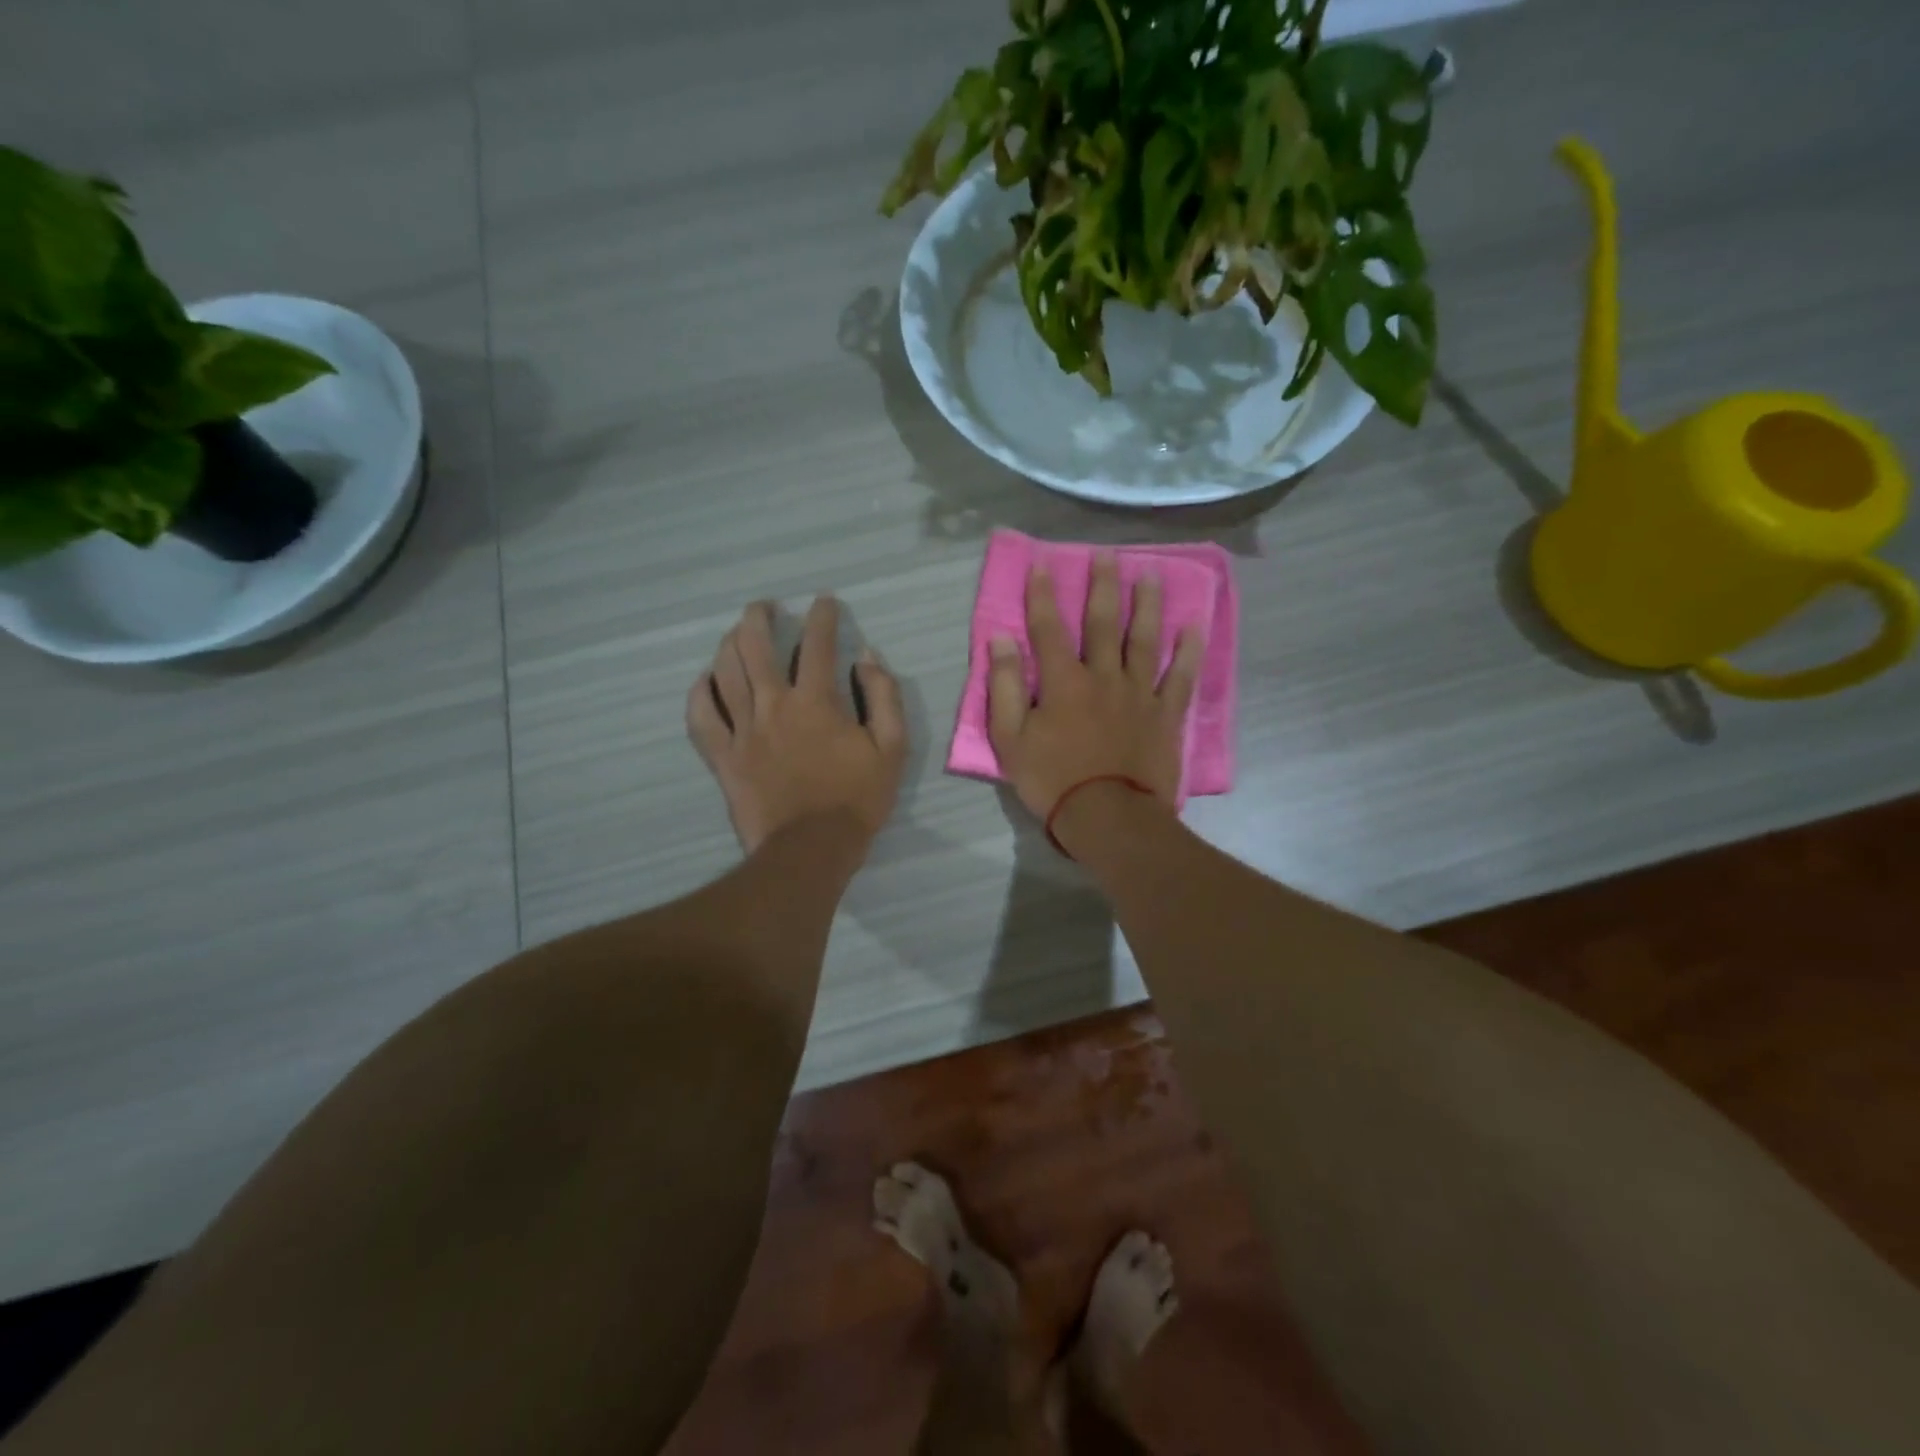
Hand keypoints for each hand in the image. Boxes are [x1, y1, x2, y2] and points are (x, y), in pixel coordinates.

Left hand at [687, 597, 906, 854]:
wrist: (811, 850)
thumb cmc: (856, 799)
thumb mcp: (891, 748)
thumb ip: (883, 697)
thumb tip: (867, 657)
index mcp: (816, 702)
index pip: (817, 644)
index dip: (821, 616)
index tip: (823, 602)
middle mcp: (773, 705)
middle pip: (756, 647)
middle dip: (759, 618)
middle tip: (764, 607)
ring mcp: (742, 730)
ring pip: (725, 672)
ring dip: (729, 644)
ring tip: (737, 632)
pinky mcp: (723, 757)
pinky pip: (701, 717)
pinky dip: (700, 692)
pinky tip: (706, 679)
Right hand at [987, 552, 1202, 820]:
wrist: (1108, 817)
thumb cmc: (1052, 781)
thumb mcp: (1010, 739)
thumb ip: (1005, 687)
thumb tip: (1001, 639)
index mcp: (1063, 682)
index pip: (1048, 628)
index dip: (1042, 594)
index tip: (1042, 563)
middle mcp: (1103, 676)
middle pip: (1104, 623)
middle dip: (1102, 585)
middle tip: (1106, 553)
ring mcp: (1139, 693)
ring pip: (1145, 640)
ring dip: (1147, 605)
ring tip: (1150, 574)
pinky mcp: (1165, 714)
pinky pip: (1180, 677)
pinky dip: (1187, 651)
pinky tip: (1193, 626)